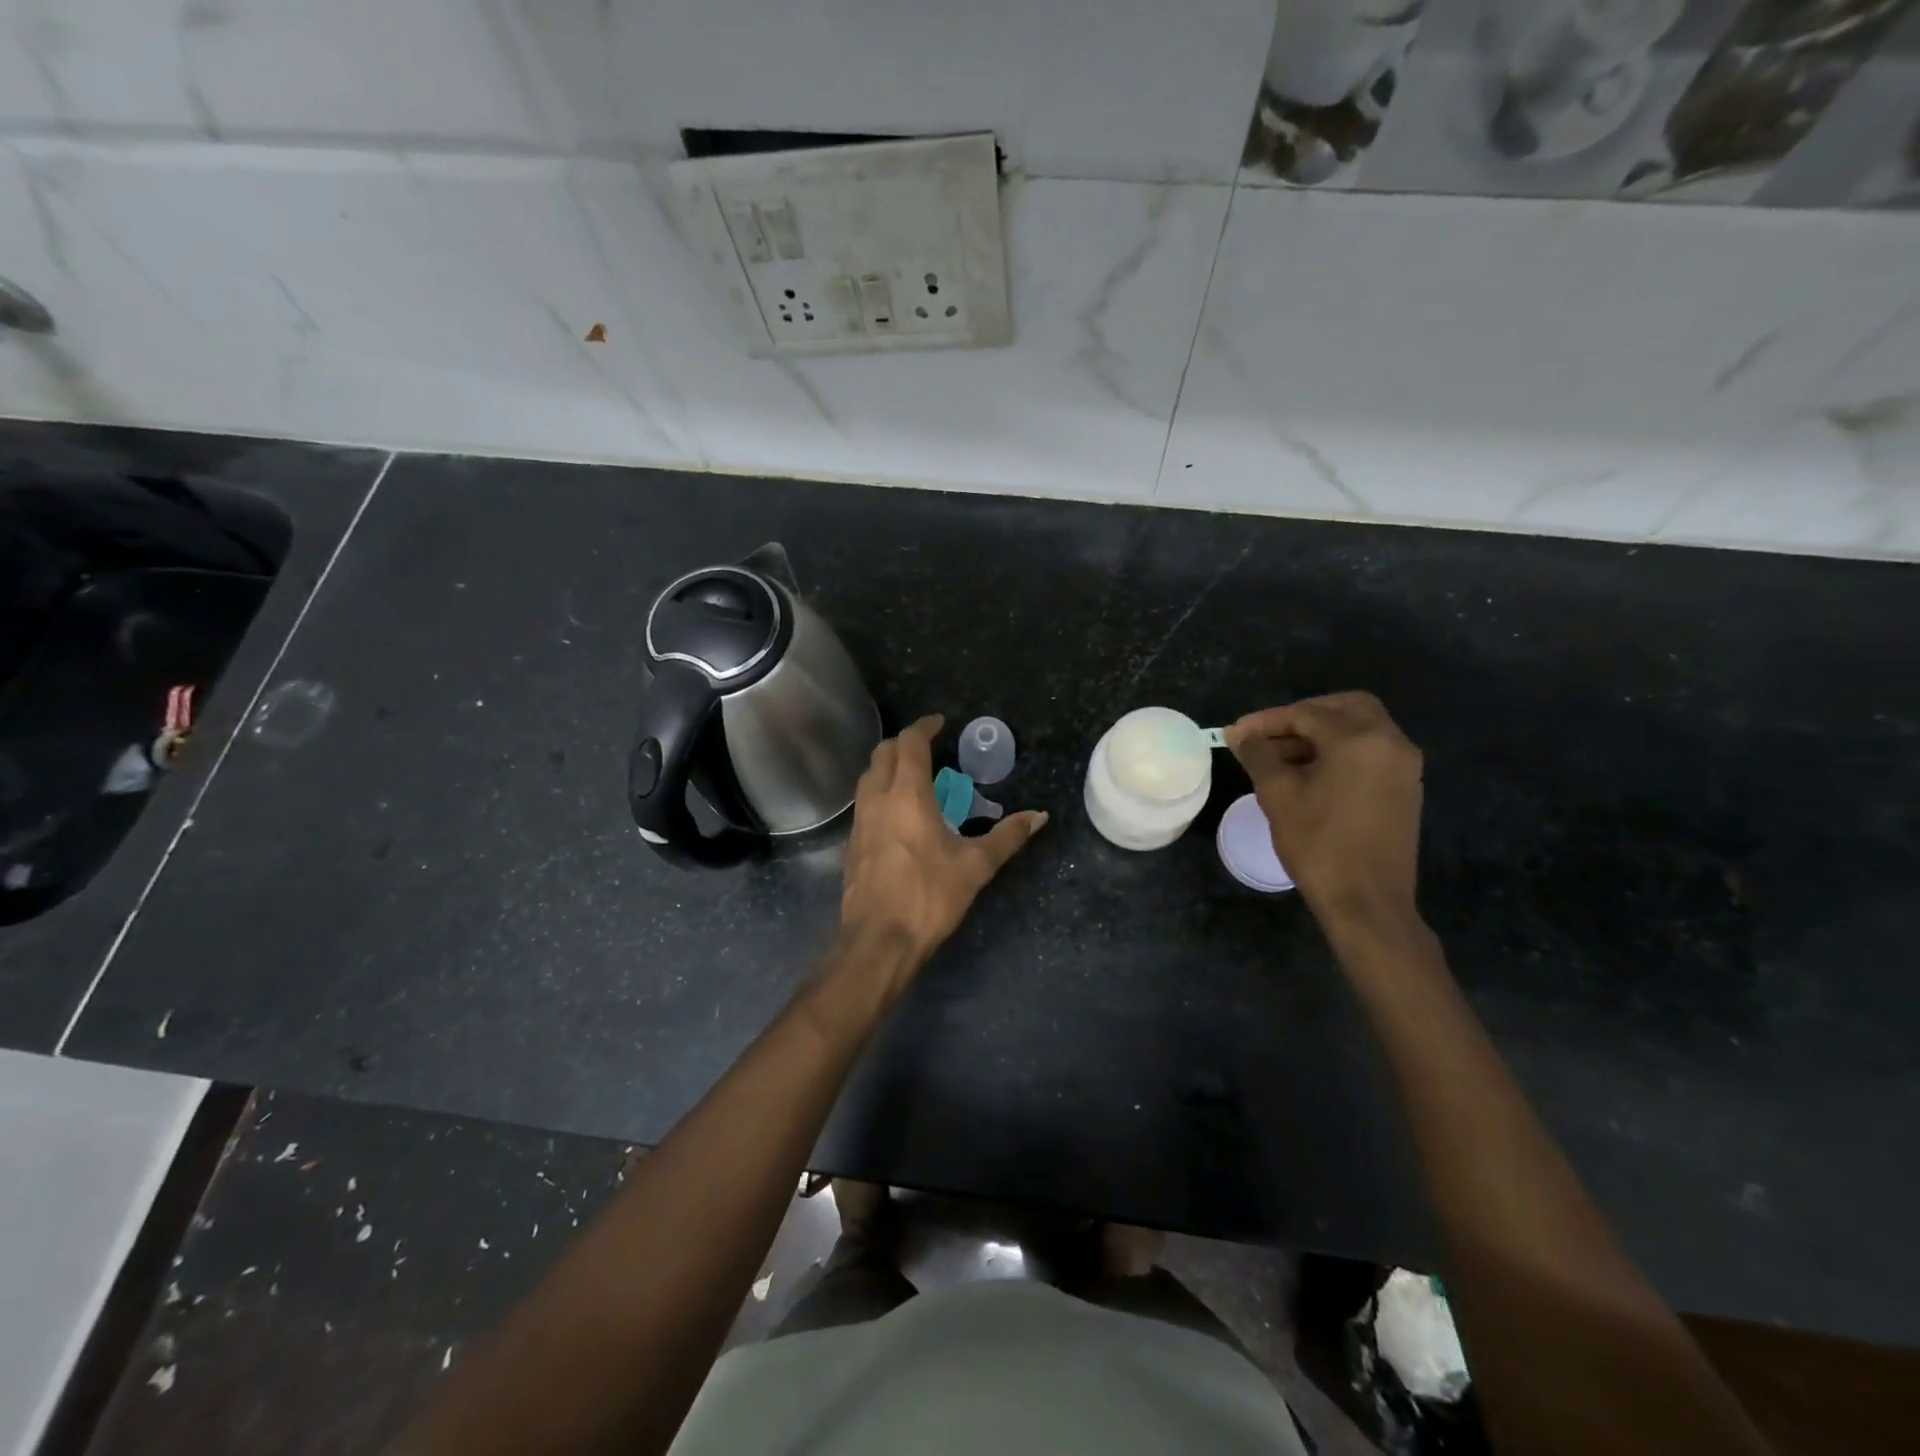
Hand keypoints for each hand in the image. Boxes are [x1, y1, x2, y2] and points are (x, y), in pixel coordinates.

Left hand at [836, 715, 1046, 998]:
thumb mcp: (976, 866)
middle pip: (883, 753)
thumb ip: (1008, 837)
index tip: (940, 723)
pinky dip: (880, 790)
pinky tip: (898, 812)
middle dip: (905, 742)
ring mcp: (860, 821)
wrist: (879, 941)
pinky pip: (864, 801)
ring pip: (868, 776)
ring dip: (888, 765)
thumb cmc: (929, 897)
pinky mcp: (853, 843)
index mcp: (907, 795)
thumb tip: (1040, 816)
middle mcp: (878, 799)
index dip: (924, 727)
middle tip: (929, 745)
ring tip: (914, 775)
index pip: (910, 744)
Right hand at [1228, 692, 1422, 935]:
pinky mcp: (1404, 788)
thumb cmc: (1319, 844)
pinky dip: (1339, 751)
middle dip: (1301, 716)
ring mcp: (1403, 766)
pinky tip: (1309, 775)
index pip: (1306, 713)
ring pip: (1359, 729)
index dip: (1266, 721)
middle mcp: (1391, 742)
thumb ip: (1258, 754)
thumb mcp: (1278, 794)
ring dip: (1319, 734)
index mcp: (1360, 739)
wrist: (1367, 902)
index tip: (1235, 734)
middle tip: (1266, 736)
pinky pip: (1369, 752)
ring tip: (1279, 758)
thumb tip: (1240, 734)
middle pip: (1343, 708)